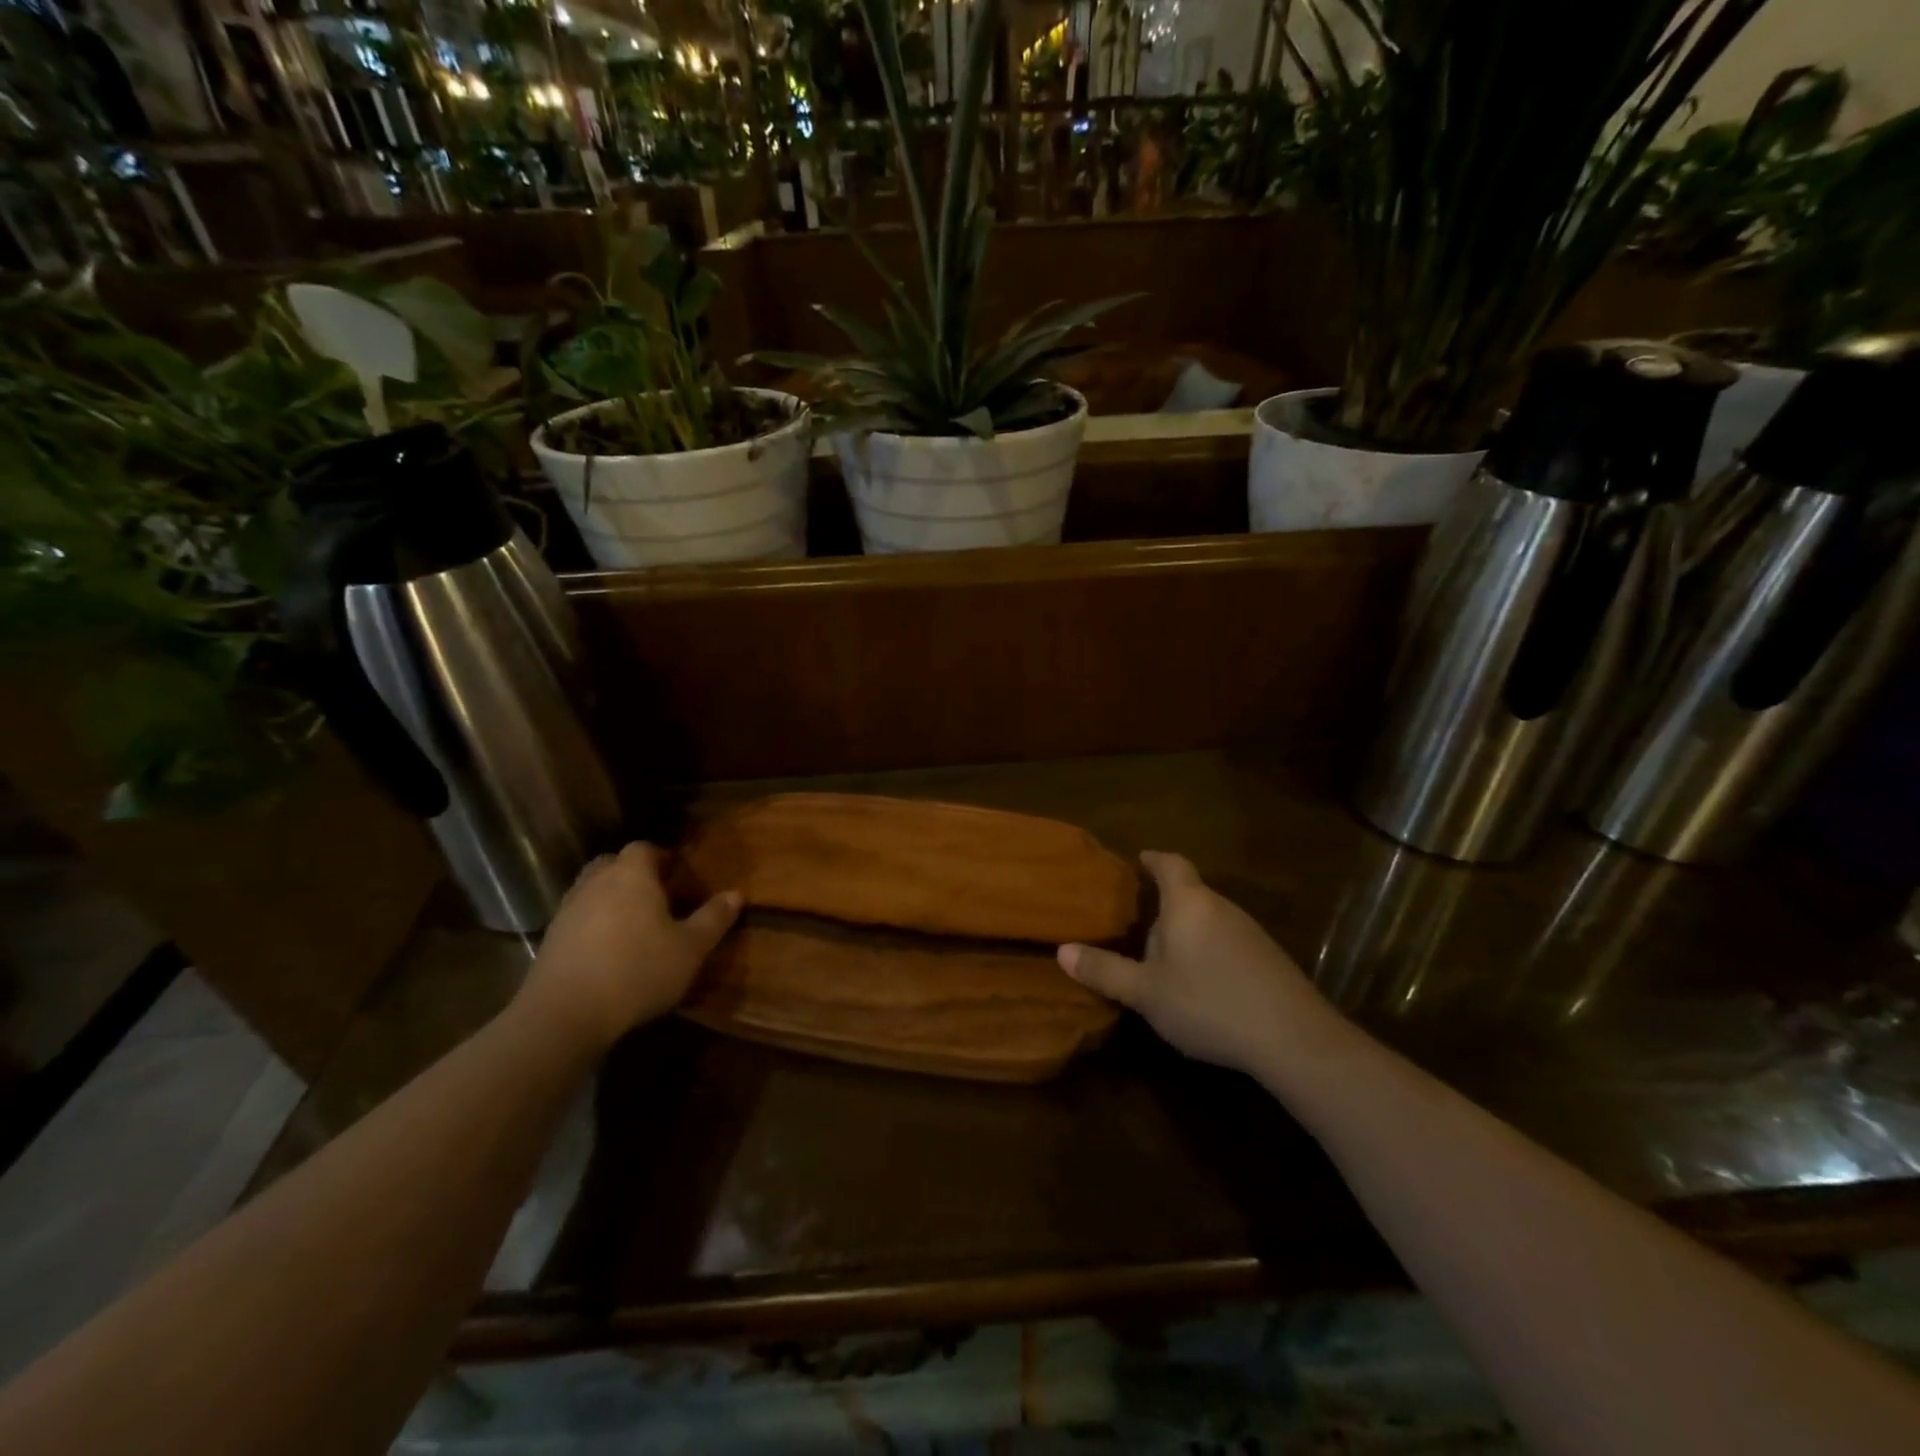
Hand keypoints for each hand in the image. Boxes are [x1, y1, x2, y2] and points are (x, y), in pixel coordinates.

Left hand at [515, 842, 739, 1051]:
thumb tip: (736, 894)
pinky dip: (592, 923)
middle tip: (656, 894)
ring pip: (591, 889)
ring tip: (633, 923)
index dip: (661, 856)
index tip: (677, 873)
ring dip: (610, 898)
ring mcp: (568, 910)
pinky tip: (608, 949)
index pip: (644, 848)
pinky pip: (577, 917)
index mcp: (631, 876)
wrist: (565, 1014)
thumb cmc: (638, 971)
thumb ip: (713, 918)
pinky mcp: (550, 939)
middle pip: (613, 863)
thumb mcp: (690, 948)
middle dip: (633, 873)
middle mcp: (596, 883)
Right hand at [1059, 851, 1331, 1076]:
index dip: (1152, 860)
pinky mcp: (1269, 959)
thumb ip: (1105, 970)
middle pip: (1189, 893)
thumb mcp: (1146, 992)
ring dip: (1187, 932)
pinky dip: (1209, 952)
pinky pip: (1228, 942)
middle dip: (1164, 907)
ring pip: (1209, 920)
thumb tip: (1062, 950)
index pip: (1169, 864)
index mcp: (1188, 903)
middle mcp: (1221, 906)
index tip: (1138, 860)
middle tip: (1138, 925)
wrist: (1293, 1038)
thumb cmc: (1208, 1002)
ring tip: (1165, 960)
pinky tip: (1202, 984)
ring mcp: (1250, 932)